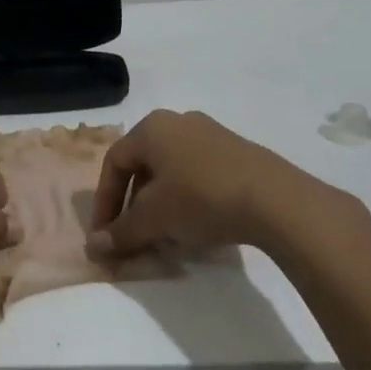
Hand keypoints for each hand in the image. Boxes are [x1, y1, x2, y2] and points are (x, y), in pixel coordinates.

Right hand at [87, 109, 360, 263]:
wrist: (276, 200)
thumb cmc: (201, 198)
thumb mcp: (154, 219)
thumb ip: (121, 232)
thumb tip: (94, 247)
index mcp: (151, 128)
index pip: (114, 163)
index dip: (105, 201)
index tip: (106, 235)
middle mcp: (178, 122)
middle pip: (143, 165)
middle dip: (134, 204)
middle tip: (135, 235)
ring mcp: (211, 133)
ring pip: (172, 170)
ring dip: (162, 203)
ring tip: (167, 235)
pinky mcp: (238, 151)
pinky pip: (199, 173)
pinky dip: (189, 198)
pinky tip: (199, 226)